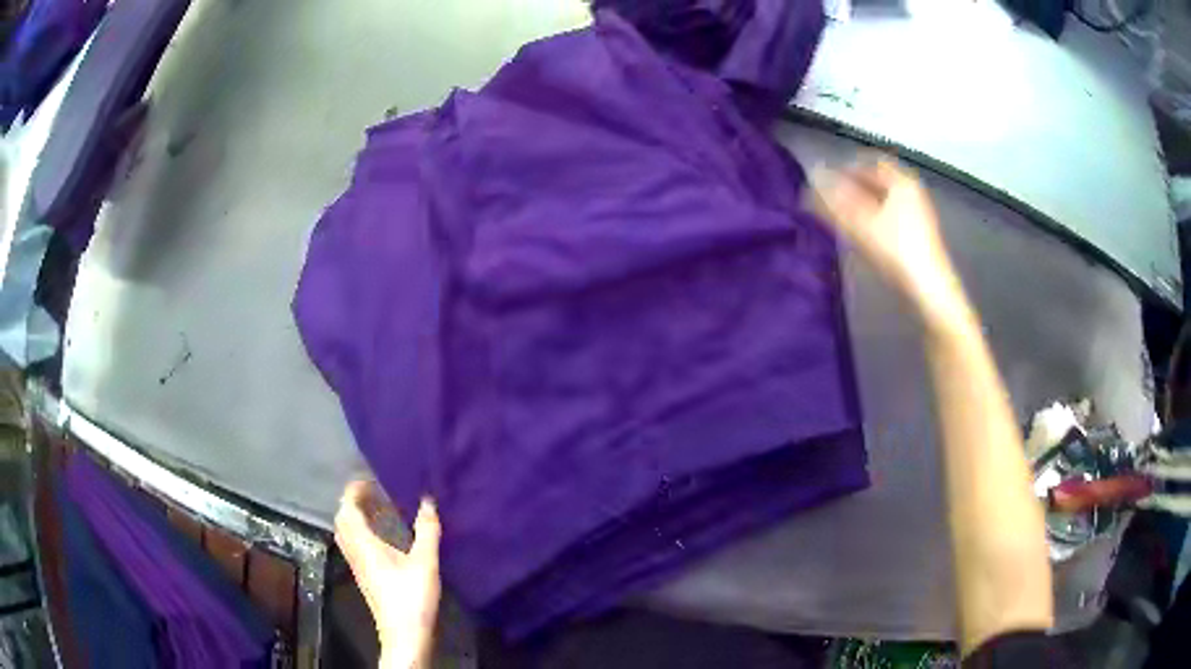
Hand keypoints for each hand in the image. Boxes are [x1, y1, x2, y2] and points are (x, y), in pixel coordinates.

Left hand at [335, 481, 440, 668]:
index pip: (347, 509)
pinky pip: (353, 544)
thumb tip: (428, 500)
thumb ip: (427, 531)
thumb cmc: (412, 597)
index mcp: (364, 544)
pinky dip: (360, 531)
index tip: (370, 480)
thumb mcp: (425, 563)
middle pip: (342, 520)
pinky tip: (381, 537)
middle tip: (373, 493)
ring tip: (376, 510)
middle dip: (353, 502)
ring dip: (355, 517)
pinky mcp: (363, 576)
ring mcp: (357, 565)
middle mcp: (355, 552)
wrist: (404, 634)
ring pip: (345, 533)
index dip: (354, 491)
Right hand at [812, 158, 965, 324]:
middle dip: (853, 188)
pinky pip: (890, 217)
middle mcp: (912, 192)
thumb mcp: (861, 224)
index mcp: (902, 181)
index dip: (847, 169)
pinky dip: (874, 219)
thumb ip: (834, 200)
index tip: (826, 181)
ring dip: (862, 206)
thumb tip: (812, 181)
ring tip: (842, 219)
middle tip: (830, 201)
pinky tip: (862, 236)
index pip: (870, 162)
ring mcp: (917, 214)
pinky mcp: (917, 235)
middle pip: (878, 182)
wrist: (928, 289)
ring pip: (883, 201)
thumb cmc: (896, 250)